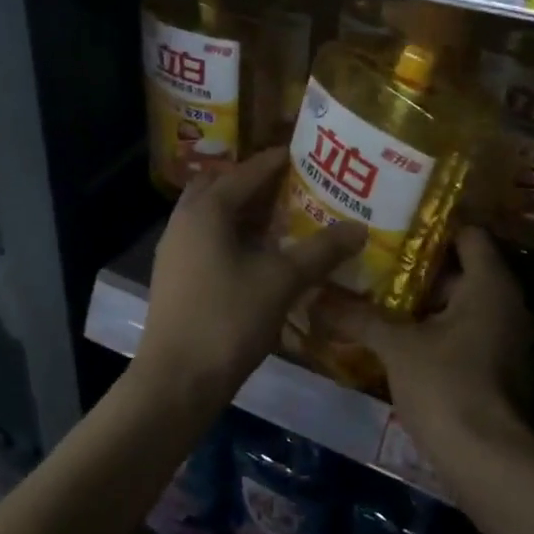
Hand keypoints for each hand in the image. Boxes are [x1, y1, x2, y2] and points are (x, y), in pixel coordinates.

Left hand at [135, 149, 365, 402]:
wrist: (176, 380)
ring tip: (279, 220)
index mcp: (207, 210)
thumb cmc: (228, 320)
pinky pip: (204, 240)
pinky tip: (256, 257)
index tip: (306, 153)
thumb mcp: (281, 282)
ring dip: (241, 211)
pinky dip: (230, 236)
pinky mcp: (174, 276)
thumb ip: (320, 251)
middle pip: (220, 187)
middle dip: (253, 183)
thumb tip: (359, 227)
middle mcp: (184, 220)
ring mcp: (174, 250)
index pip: (247, 172)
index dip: (277, 161)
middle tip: (291, 187)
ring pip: (209, 215)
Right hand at [331, 227, 533, 439]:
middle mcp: (509, 306)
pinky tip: (397, 343)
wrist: (489, 462)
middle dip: (417, 272)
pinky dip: (436, 336)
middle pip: (462, 273)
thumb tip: (315, 297)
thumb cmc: (446, 385)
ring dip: (423, 307)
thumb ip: (359, 317)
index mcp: (491, 286)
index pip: (468, 235)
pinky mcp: (501, 373)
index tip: (392, 230)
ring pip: (461, 309)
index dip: (431, 230)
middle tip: (373, 267)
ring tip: (375, 301)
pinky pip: (466, 338)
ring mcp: (508, 342)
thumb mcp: (397, 346)